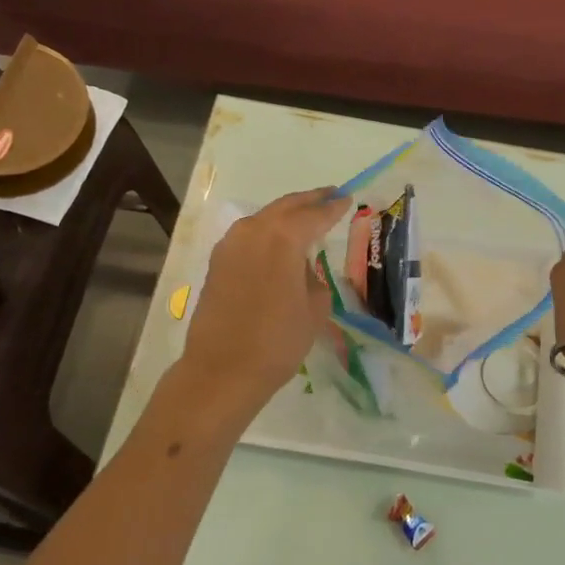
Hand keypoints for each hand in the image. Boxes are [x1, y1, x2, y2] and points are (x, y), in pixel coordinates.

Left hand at [180, 187, 349, 412]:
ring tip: (306, 215)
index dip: (333, 207)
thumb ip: (313, 276)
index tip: (347, 199)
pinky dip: (267, 231)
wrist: (223, 370)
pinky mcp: (218, 261)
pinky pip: (249, 235)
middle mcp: (254, 230)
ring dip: (286, 214)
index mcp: (283, 237)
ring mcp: (231, 244)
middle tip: (330, 194)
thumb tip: (302, 267)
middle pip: (286, 206)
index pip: (315, 214)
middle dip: (310, 200)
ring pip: (264, 217)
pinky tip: (278, 241)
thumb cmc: (278, 341)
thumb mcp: (314, 308)